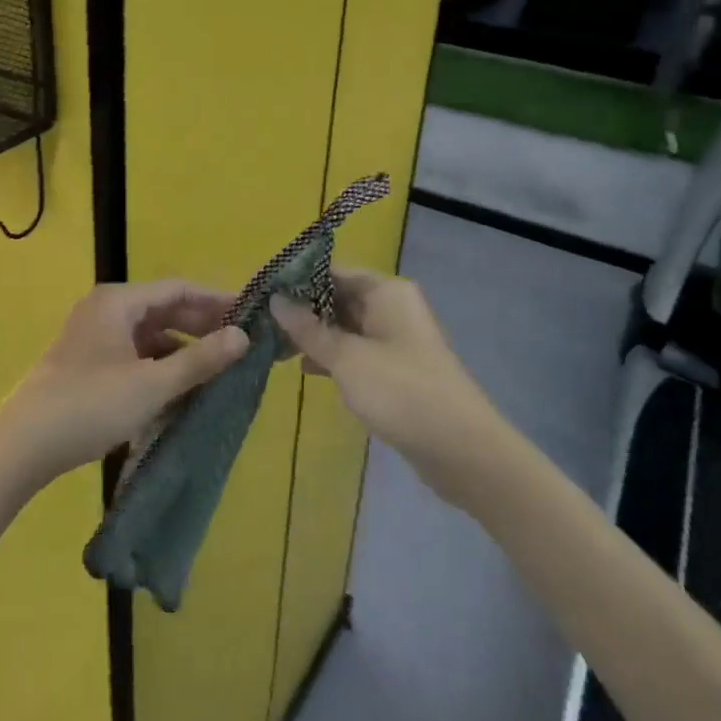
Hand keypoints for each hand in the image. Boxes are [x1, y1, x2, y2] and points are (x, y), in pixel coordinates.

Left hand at [0, 281, 249, 486]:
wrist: (22, 446)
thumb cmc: (90, 405)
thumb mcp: (152, 384)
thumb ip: (199, 360)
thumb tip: (243, 337)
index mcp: (118, 302)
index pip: (178, 288)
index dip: (216, 300)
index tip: (250, 314)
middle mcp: (106, 310)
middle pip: (164, 309)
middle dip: (202, 325)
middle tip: (241, 343)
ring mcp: (95, 337)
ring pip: (150, 334)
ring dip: (183, 348)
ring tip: (218, 368)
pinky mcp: (89, 364)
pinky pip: (135, 354)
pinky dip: (160, 366)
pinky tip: (182, 388)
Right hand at [272, 269, 498, 496]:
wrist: (461, 449)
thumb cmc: (401, 391)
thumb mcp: (346, 358)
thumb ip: (308, 329)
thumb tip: (276, 300)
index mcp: (385, 292)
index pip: (332, 272)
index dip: (296, 281)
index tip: (260, 294)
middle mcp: (391, 307)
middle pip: (337, 298)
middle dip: (301, 311)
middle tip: (259, 324)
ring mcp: (395, 339)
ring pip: (344, 327)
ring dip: (313, 335)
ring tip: (273, 347)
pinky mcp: (395, 369)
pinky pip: (355, 351)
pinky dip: (331, 357)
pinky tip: (303, 368)